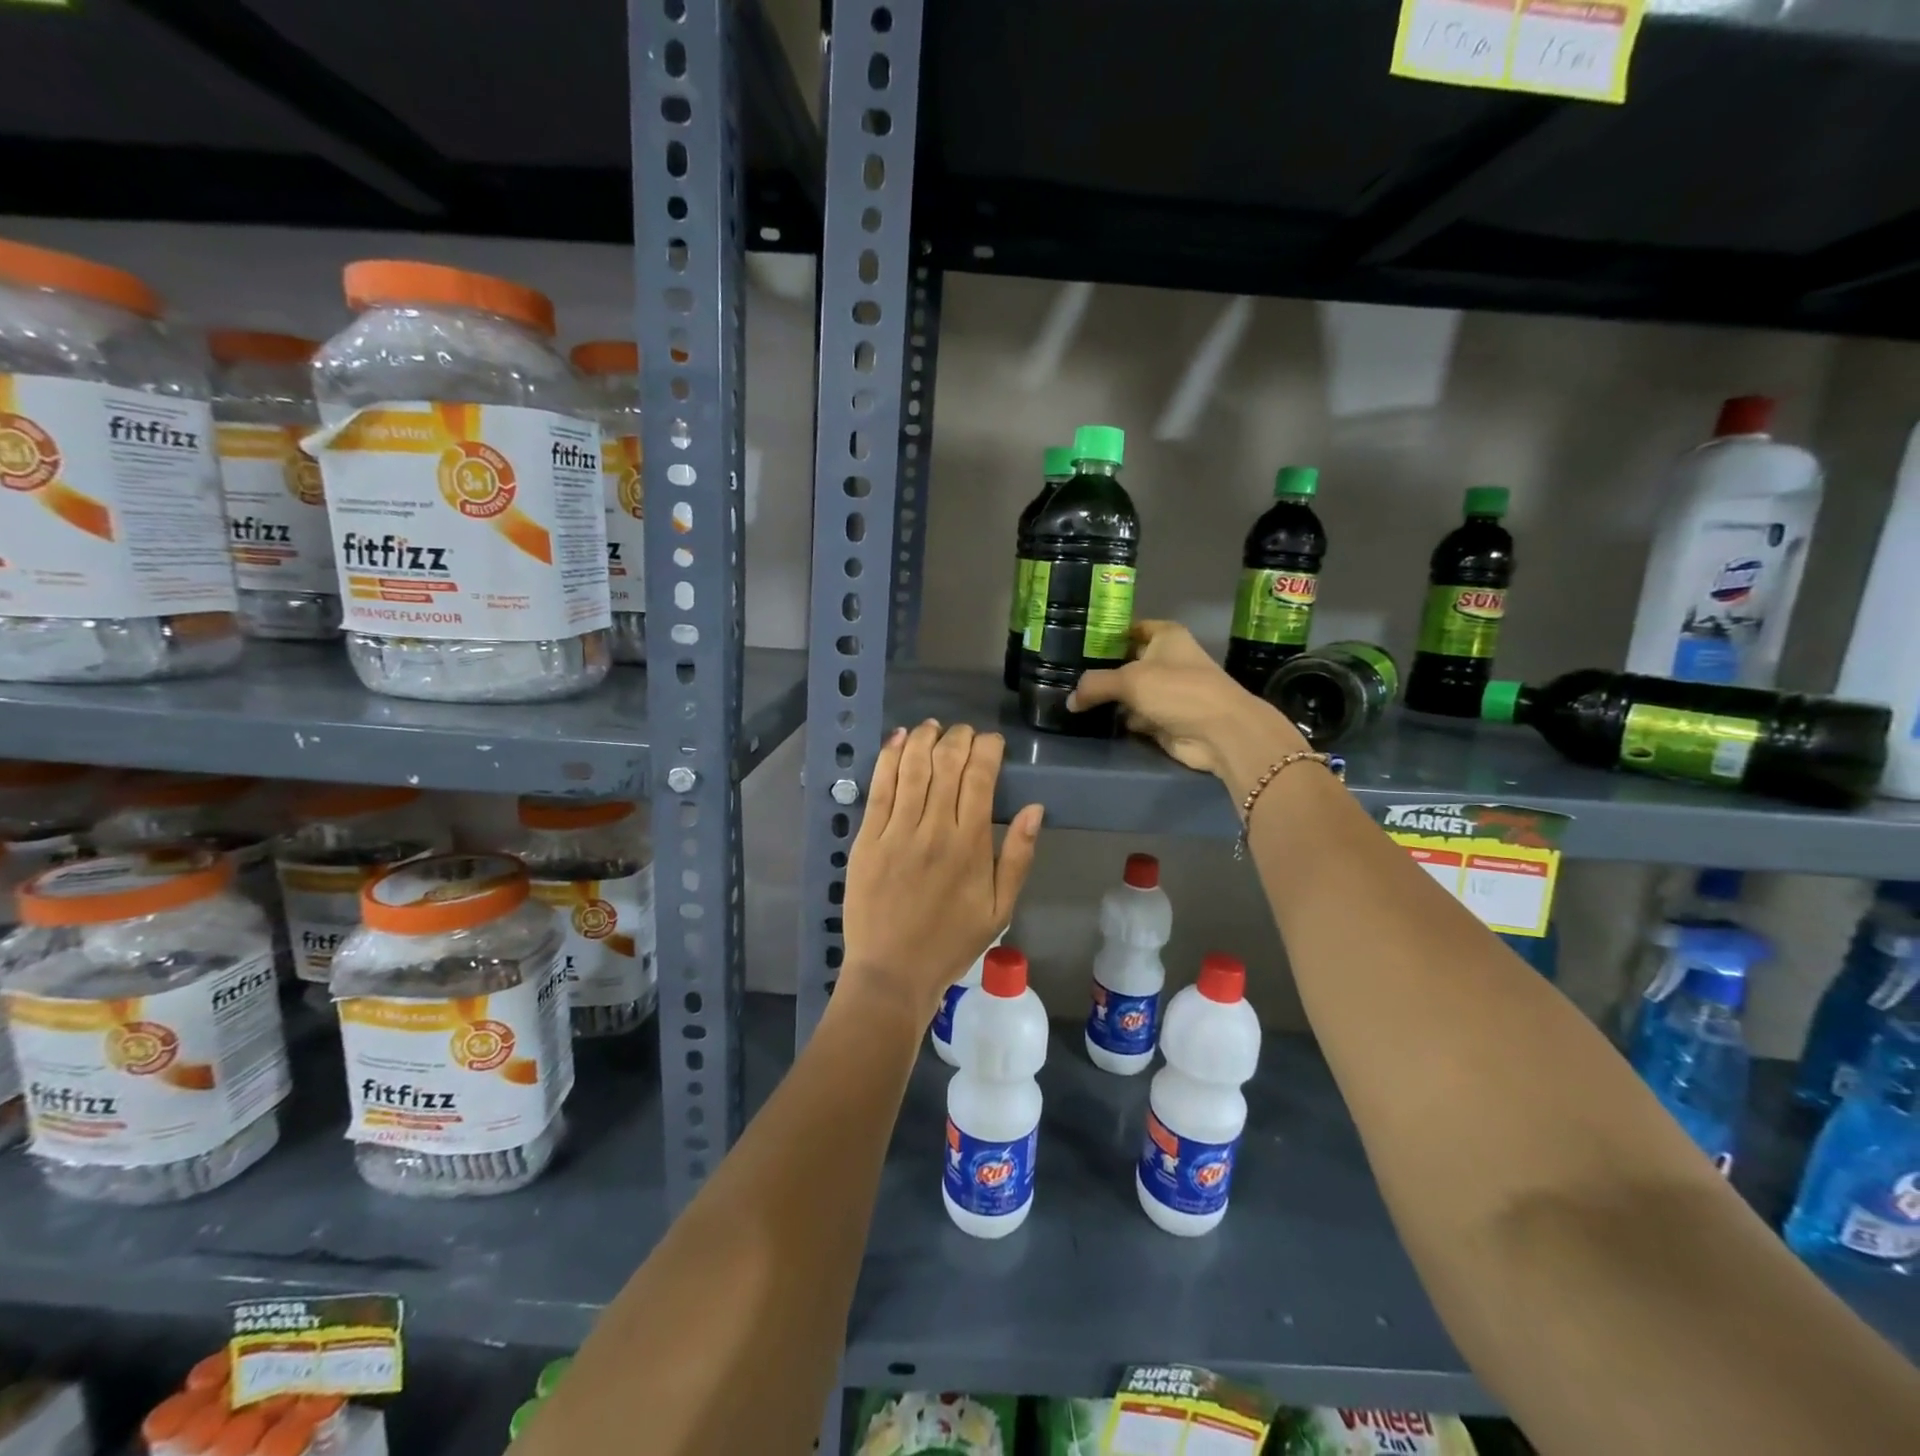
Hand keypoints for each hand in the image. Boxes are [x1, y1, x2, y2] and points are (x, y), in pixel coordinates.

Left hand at [841, 720, 1043, 1022]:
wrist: (892, 973)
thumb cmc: (951, 943)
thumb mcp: (1000, 909)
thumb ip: (1017, 856)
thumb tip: (1035, 809)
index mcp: (970, 846)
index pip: (980, 778)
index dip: (987, 750)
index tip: (991, 742)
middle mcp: (934, 830)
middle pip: (946, 765)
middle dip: (958, 738)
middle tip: (963, 732)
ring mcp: (896, 833)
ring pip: (912, 769)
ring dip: (924, 739)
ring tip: (932, 726)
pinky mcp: (866, 839)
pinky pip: (879, 789)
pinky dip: (888, 759)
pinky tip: (897, 740)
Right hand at [1068, 620, 1307, 786]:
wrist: (1218, 732)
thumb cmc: (1178, 690)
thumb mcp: (1130, 680)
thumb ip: (1095, 685)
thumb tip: (1070, 701)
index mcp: (1166, 636)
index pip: (1130, 628)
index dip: (1105, 633)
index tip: (1075, 640)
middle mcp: (1166, 660)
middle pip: (1125, 661)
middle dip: (1100, 669)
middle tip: (1064, 673)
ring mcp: (1166, 691)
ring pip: (1128, 691)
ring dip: (1107, 697)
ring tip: (1071, 696)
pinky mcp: (1163, 719)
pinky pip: (1133, 715)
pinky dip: (1118, 719)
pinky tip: (1091, 719)